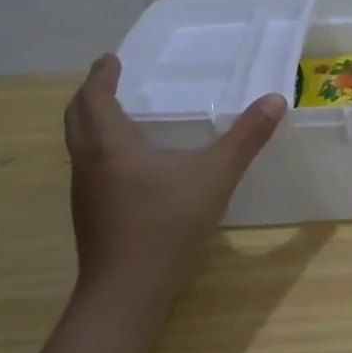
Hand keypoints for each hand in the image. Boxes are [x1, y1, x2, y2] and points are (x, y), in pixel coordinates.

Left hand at [63, 55, 285, 317]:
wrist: (127, 294)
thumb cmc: (166, 225)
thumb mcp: (214, 176)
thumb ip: (245, 138)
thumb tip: (275, 100)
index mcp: (110, 146)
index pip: (94, 98)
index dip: (101, 76)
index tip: (110, 59)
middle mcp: (89, 164)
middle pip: (76, 119)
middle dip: (90, 95)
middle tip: (109, 80)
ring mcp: (86, 194)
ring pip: (79, 146)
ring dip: (92, 123)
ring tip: (118, 115)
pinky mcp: (92, 217)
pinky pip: (90, 168)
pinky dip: (101, 150)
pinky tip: (130, 165)